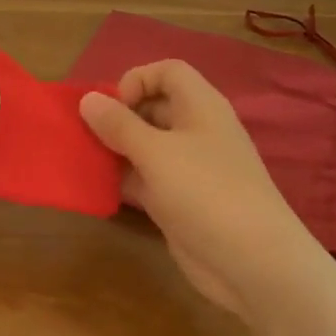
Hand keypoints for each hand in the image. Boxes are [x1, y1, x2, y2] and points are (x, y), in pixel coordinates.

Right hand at [79, 60, 308, 311]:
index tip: (112, 107)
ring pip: (144, 146)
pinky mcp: (179, 201)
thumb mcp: (155, 152)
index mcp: (200, 107)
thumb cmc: (205, 193)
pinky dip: (122, 180)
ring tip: (84, 161)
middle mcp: (195, 132)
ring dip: (114, 150)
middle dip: (117, 117)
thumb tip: (87, 98)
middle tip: (87, 136)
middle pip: (152, 107)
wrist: (252, 263)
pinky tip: (97, 190)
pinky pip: (144, 179)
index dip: (137, 80)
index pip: (167, 72)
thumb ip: (118, 125)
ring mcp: (188, 168)